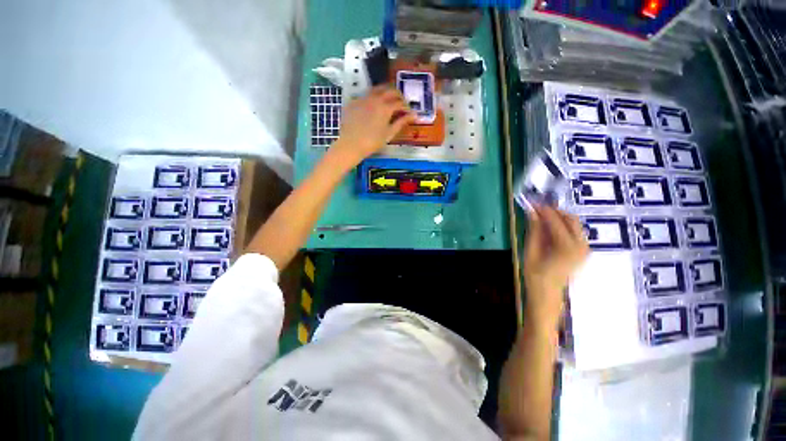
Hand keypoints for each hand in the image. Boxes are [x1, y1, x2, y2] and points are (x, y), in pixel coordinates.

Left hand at [330, 86, 415, 166]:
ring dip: (385, 92)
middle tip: (400, 103)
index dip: (406, 106)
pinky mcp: (354, 102)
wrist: (351, 144)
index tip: (409, 112)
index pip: (400, 102)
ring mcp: (363, 98)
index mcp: (385, 107)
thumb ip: (401, 122)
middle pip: (389, 90)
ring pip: (377, 89)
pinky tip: (373, 107)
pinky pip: (366, 95)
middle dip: (398, 95)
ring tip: (388, 101)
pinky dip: (373, 98)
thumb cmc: (372, 142)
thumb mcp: (389, 133)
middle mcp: (375, 98)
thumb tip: (414, 115)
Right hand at [523, 206, 588, 328]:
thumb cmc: (535, 274)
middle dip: (554, 211)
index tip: (532, 202)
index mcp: (567, 247)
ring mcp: (584, 248)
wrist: (547, 293)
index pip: (556, 220)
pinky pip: (574, 231)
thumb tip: (532, 211)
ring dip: (558, 217)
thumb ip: (534, 230)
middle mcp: (581, 245)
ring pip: (574, 224)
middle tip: (536, 208)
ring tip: (540, 217)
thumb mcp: (530, 251)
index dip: (543, 209)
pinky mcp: (583, 250)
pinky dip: (561, 225)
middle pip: (571, 219)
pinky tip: (548, 228)